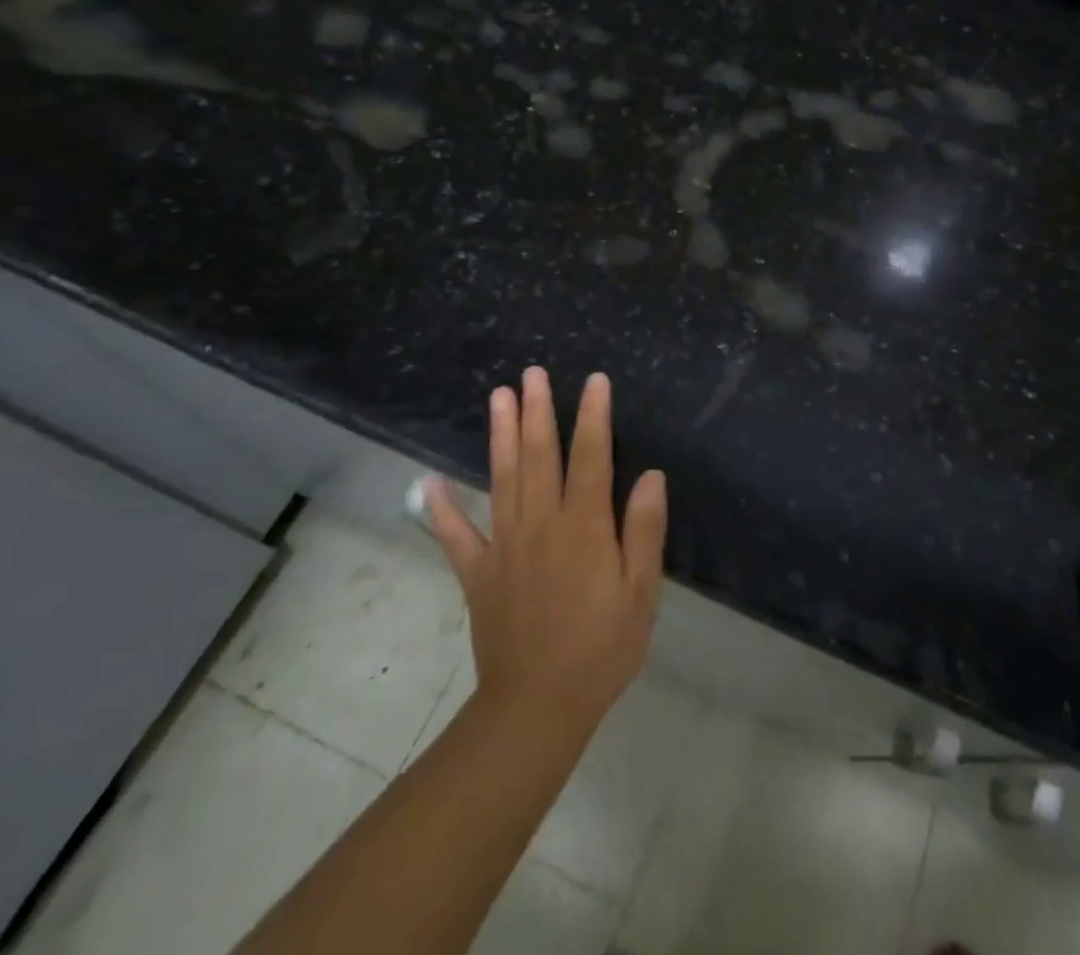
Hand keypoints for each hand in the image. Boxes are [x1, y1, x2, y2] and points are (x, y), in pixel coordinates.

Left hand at [417, 368, 667, 736]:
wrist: (537, 707)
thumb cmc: (601, 648)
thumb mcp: (641, 593)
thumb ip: (644, 531)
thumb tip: (651, 475)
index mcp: (583, 526)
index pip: (591, 456)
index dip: (593, 416)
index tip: (593, 381)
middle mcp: (541, 523)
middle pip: (538, 455)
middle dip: (537, 411)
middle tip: (532, 373)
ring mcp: (504, 546)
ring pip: (502, 478)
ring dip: (499, 435)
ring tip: (498, 397)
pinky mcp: (478, 573)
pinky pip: (456, 535)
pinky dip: (441, 508)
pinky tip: (428, 483)